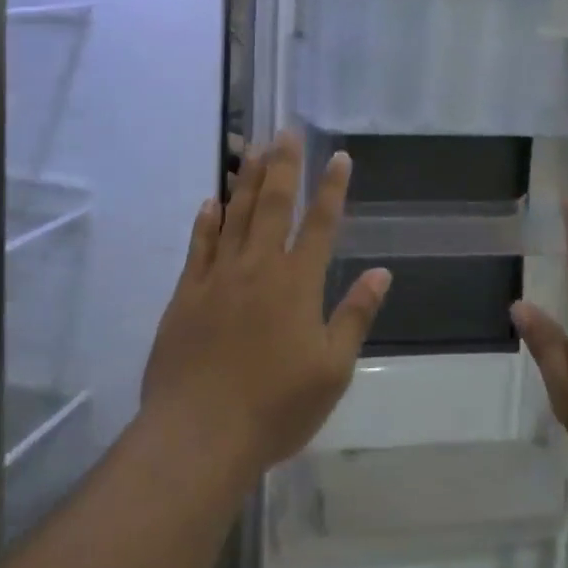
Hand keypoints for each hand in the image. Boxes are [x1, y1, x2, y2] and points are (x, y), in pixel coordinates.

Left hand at [142, 134, 390, 474]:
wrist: (199, 436)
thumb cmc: (276, 407)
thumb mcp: (332, 369)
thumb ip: (355, 315)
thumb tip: (382, 272)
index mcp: (298, 283)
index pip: (321, 223)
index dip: (332, 188)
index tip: (339, 157)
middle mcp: (259, 267)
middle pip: (273, 205)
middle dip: (283, 166)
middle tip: (286, 131)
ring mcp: (218, 277)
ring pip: (235, 215)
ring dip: (245, 180)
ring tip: (252, 148)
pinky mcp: (186, 294)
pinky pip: (198, 246)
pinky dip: (206, 221)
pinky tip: (210, 201)